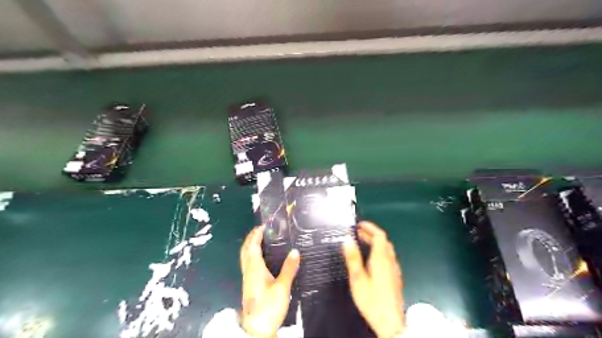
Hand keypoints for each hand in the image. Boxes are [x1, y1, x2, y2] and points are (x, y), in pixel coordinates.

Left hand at [240, 224, 300, 337]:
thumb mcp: (282, 287)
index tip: (263, 225)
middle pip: (245, 250)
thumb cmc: (269, 306)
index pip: (252, 246)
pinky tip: (262, 258)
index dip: (256, 234)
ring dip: (251, 246)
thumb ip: (289, 268)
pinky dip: (253, 255)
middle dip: (251, 238)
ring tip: (262, 240)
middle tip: (261, 230)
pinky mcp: (250, 285)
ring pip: (246, 257)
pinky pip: (249, 263)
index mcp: (255, 268)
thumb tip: (295, 251)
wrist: (257, 329)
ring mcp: (248, 279)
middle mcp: (249, 271)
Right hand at [343, 222, 403, 336]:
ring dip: (376, 242)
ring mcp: (394, 270)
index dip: (370, 227)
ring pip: (387, 249)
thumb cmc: (372, 300)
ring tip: (363, 242)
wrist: (390, 322)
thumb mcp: (357, 279)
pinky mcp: (395, 277)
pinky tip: (372, 259)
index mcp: (381, 259)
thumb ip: (353, 258)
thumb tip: (347, 240)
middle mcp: (390, 261)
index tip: (359, 225)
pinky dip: (379, 251)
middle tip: (358, 233)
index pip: (379, 235)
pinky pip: (388, 257)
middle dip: (371, 234)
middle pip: (383, 241)